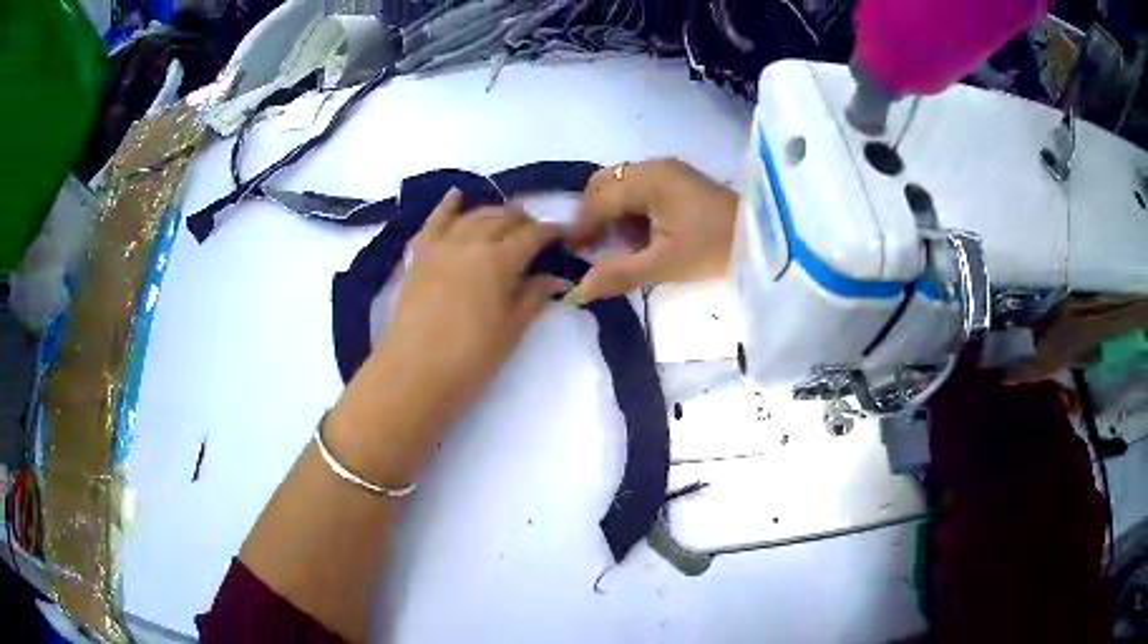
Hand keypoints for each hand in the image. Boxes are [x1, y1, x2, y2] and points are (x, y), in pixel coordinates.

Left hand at [327, 191, 563, 481]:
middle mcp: (470, 242)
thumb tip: (555, 278)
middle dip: (524, 220)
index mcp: (498, 260)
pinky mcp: (418, 257)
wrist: (413, 373)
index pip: (532, 235)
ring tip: (507, 218)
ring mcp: (440, 246)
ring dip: (493, 212)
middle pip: (502, 218)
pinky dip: (447, 206)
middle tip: (537, 233)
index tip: (566, 235)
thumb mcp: (511, 330)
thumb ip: (533, 297)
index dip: (552, 232)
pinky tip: (456, 195)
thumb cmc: (469, 358)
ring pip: (472, 215)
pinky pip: (434, 222)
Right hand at [565, 159, 737, 302]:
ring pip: (621, 186)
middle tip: (593, 249)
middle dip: (593, 215)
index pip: (598, 197)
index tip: (571, 253)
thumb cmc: (713, 249)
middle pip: (605, 184)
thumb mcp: (664, 265)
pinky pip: (640, 190)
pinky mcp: (678, 181)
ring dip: (611, 213)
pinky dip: (630, 211)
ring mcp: (668, 171)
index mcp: (648, 179)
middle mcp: (653, 167)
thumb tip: (576, 291)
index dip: (581, 225)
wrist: (763, 239)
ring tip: (618, 246)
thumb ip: (618, 274)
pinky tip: (639, 236)